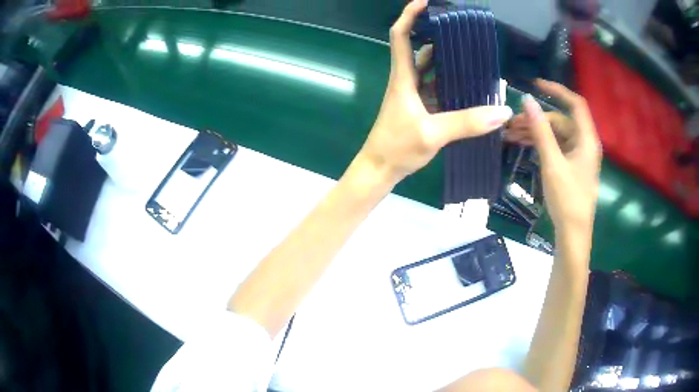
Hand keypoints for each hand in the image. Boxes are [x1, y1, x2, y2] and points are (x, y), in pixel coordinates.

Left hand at [357, 0, 512, 184]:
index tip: (425, 2)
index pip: (401, 36)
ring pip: (428, 68)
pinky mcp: (418, 107)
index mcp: (403, 78)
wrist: (379, 170)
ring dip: (445, 58)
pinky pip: (435, 87)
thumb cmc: (397, 148)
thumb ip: (467, 122)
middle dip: (436, 34)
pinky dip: (449, 82)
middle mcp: (406, 80)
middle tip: (461, 29)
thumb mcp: (433, 134)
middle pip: (418, 48)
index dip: (410, 15)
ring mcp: (412, 94)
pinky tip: (467, 84)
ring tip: (470, 52)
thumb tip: (502, 111)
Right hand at [508, 79, 600, 237]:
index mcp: (586, 139)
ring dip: (535, 132)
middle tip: (512, 123)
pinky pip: (555, 147)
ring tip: (510, 134)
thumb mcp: (552, 163)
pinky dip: (540, 144)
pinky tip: (522, 144)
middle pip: (561, 121)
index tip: (535, 85)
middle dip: (537, 119)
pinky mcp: (571, 166)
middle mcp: (584, 143)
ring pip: (556, 135)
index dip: (557, 90)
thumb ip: (540, 131)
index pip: (575, 103)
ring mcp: (577, 155)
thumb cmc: (567, 199)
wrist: (573, 234)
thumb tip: (527, 101)